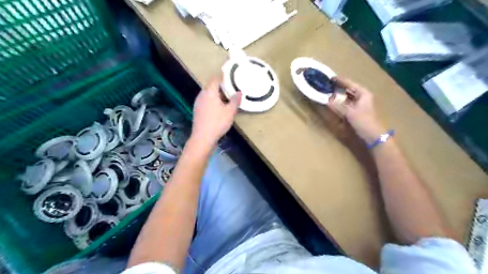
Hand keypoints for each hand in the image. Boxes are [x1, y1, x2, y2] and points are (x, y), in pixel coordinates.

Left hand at [192, 76, 242, 146]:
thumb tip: (239, 92)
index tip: (228, 76)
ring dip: (216, 94)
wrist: (203, 137)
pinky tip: (218, 108)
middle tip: (230, 89)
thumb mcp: (230, 112)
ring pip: (208, 94)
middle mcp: (202, 95)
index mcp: (209, 92)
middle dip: (220, 87)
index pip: (215, 79)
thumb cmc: (217, 122)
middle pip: (211, 86)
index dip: (221, 76)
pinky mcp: (197, 110)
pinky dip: (212, 101)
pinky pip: (205, 101)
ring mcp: (198, 103)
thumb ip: (235, 101)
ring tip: (226, 98)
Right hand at [328, 76, 384, 141]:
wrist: (373, 135)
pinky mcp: (359, 111)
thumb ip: (337, 105)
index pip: (350, 84)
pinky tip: (336, 103)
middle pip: (350, 89)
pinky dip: (342, 102)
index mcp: (363, 93)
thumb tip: (327, 99)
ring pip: (349, 96)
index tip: (331, 78)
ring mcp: (362, 104)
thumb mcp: (349, 113)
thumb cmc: (363, 121)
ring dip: (340, 95)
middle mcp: (363, 96)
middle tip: (329, 85)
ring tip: (330, 92)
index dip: (340, 81)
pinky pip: (349, 103)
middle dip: (340, 87)